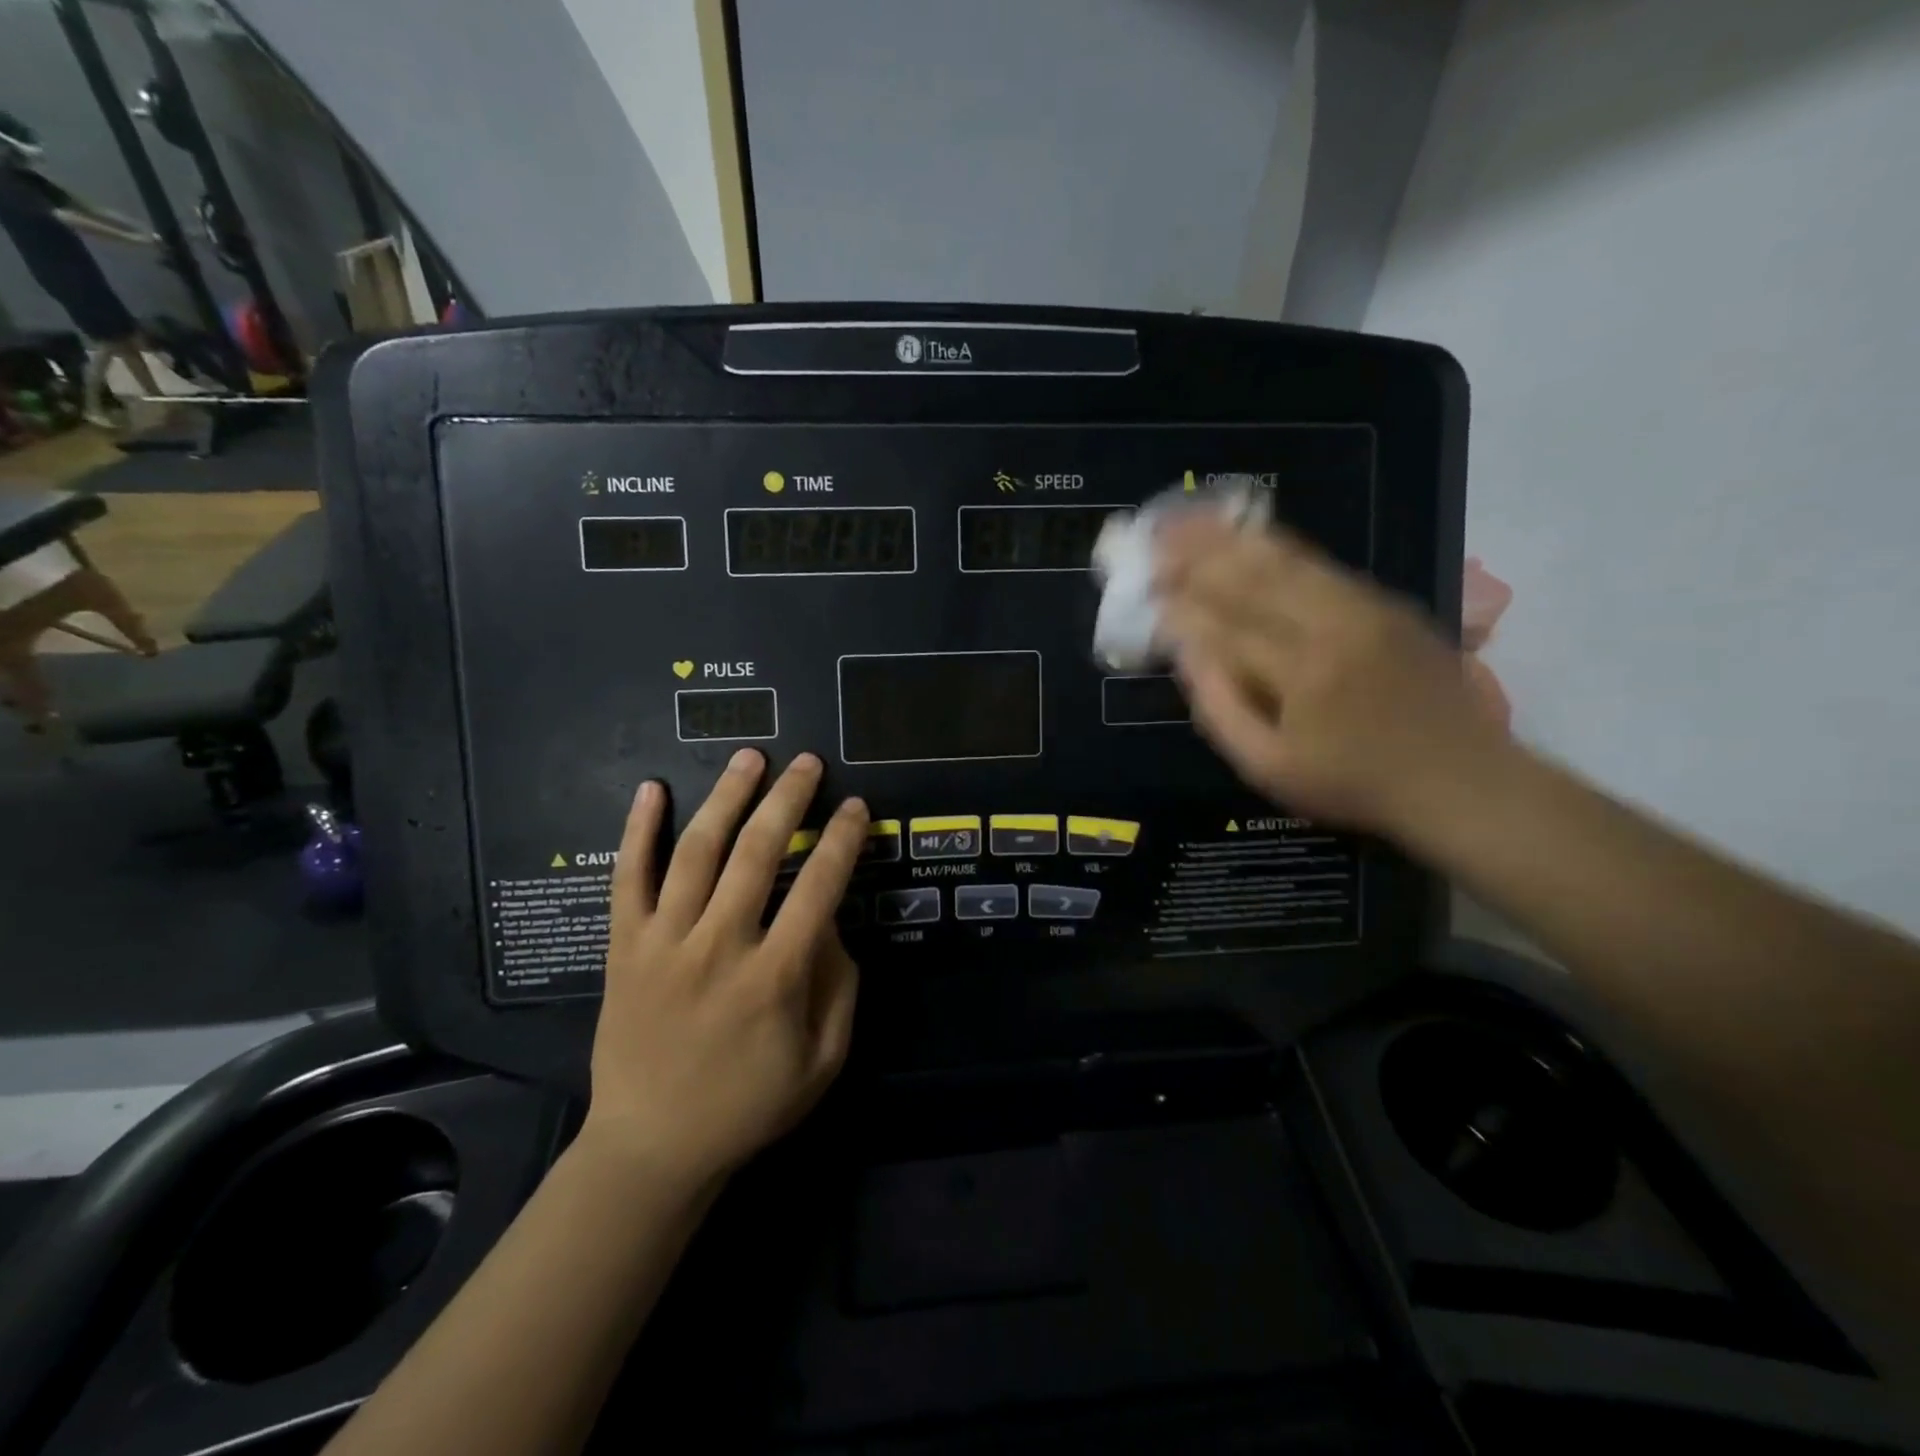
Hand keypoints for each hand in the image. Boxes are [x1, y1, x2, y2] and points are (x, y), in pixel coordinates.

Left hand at [579, 750, 867, 1189]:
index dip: (843, 840)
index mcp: (775, 977)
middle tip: (806, 762)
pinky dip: (638, 831)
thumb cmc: (748, 1105)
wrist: (651, 1146)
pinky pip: (627, 879)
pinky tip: (651, 789)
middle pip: (759, 854)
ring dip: (726, 798)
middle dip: (788, 799)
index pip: (820, 888)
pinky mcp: (624, 947)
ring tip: (749, 758)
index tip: (856, 806)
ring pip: (696, 853)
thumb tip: (829, 920)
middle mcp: (719, 947)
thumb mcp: (823, 1059)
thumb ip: (838, 984)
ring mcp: (665, 943)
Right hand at [1155, 517, 1510, 836]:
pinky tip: (1243, 534)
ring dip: (1229, 539)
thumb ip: (1221, 708)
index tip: (1144, 590)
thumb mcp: (1271, 768)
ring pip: (1284, 559)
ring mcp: (1364, 606)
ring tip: (1186, 522)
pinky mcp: (1384, 601)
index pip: (1223, 626)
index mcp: (1301, 673)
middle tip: (1152, 542)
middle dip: (1195, 556)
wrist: (1461, 778)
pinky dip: (1272, 545)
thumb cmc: (1354, 783)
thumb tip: (1185, 652)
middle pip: (1250, 577)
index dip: (1178, 606)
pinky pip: (1317, 562)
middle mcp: (1332, 625)